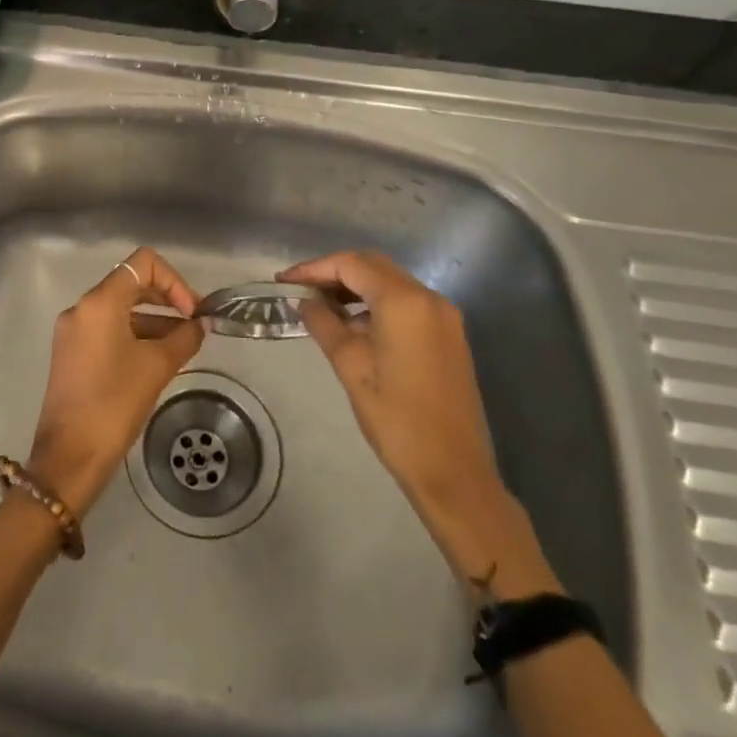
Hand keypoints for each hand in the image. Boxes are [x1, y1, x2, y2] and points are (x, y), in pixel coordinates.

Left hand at [25, 247, 204, 516]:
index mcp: (100, 302)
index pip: (143, 264)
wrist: (69, 457)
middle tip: (195, 324)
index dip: (174, 280)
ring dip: (154, 319)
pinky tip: (158, 358)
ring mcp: (73, 330)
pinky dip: (135, 334)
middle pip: (131, 283)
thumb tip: (199, 325)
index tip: (192, 312)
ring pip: (120, 309)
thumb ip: (183, 338)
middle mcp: (82, 308)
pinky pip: (108, 329)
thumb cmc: (114, 404)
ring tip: (183, 345)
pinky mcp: (71, 352)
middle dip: (166, 298)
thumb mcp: (157, 367)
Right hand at [282, 250, 545, 586]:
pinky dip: (376, 303)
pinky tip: (353, 325)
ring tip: (320, 306)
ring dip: (355, 287)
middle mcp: (429, 298)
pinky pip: (406, 303)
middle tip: (299, 290)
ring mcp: (444, 316)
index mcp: (404, 301)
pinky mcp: (449, 335)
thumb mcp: (350, 366)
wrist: (453, 471)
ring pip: (391, 283)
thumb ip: (324, 324)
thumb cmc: (396, 418)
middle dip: (334, 273)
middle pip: (373, 266)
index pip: (351, 264)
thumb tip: (305, 301)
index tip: (283, 282)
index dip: (314, 268)